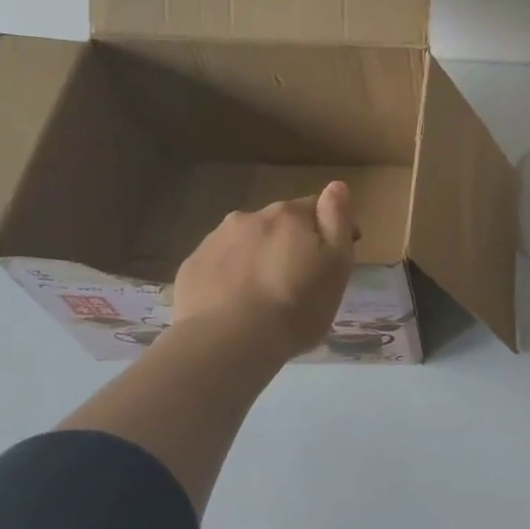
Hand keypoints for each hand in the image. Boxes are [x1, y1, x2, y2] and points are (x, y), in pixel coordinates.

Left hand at [170, 182, 355, 355]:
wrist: (228, 342)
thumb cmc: (297, 304)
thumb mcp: (337, 263)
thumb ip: (337, 220)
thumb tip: (336, 186)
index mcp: (289, 215)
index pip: (317, 207)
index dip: (330, 228)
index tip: (337, 257)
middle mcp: (250, 217)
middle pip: (279, 224)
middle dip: (290, 243)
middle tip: (299, 280)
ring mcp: (215, 241)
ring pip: (247, 242)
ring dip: (259, 257)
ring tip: (265, 295)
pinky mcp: (191, 268)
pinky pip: (220, 265)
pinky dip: (231, 276)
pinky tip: (236, 304)